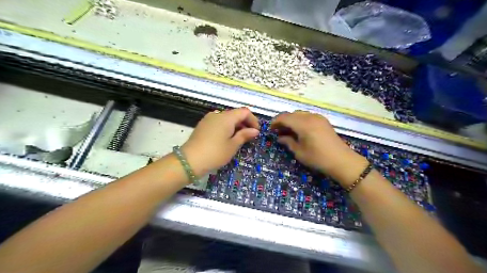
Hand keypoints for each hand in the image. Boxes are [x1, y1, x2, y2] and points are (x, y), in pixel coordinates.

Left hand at [182, 107, 257, 177]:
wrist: (189, 161)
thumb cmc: (215, 153)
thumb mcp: (233, 145)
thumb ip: (244, 135)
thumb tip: (255, 130)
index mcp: (226, 117)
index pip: (244, 112)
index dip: (253, 120)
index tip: (256, 132)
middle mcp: (217, 114)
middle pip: (235, 114)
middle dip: (245, 123)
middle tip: (249, 137)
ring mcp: (208, 119)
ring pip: (227, 118)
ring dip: (236, 126)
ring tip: (239, 139)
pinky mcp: (203, 125)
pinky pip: (218, 122)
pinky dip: (226, 128)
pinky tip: (226, 139)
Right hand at [271, 110, 364, 184]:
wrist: (342, 161)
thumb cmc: (318, 158)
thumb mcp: (299, 152)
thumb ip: (288, 142)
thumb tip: (280, 137)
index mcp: (303, 124)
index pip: (284, 117)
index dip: (275, 122)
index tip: (270, 130)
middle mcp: (310, 117)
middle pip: (291, 114)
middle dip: (283, 121)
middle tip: (278, 132)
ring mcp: (318, 117)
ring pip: (299, 114)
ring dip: (291, 121)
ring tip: (287, 132)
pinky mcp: (323, 121)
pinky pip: (307, 116)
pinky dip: (300, 121)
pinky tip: (299, 131)